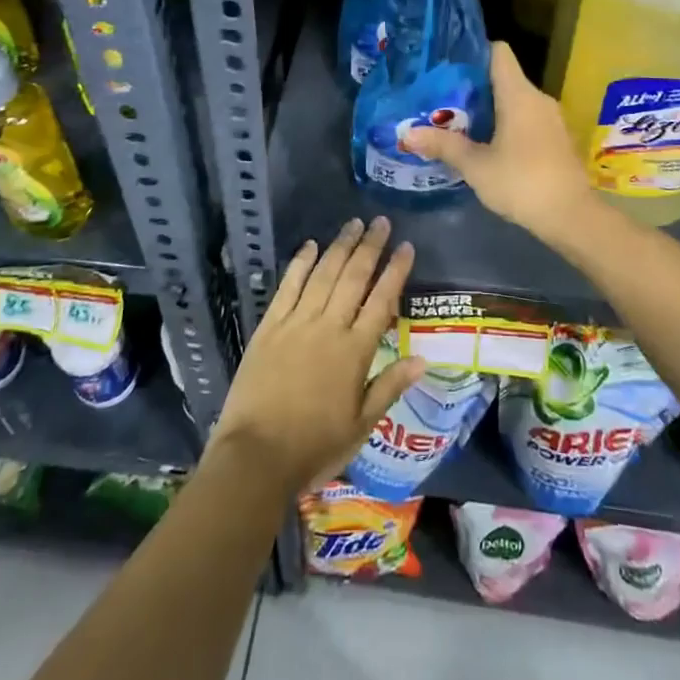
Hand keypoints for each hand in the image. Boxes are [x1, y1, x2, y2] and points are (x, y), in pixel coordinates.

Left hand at [208, 217, 423, 495]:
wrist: (256, 456)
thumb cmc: (314, 446)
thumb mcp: (361, 425)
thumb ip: (390, 387)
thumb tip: (423, 359)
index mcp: (355, 352)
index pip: (382, 301)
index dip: (395, 271)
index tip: (406, 246)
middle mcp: (328, 328)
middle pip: (354, 278)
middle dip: (370, 248)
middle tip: (381, 222)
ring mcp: (296, 323)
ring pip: (323, 275)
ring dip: (340, 247)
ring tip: (354, 224)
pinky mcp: (269, 327)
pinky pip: (288, 287)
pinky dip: (300, 264)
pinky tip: (310, 245)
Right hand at [401, 42, 594, 236]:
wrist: (572, 216)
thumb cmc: (521, 182)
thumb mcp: (476, 166)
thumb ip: (443, 145)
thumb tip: (407, 133)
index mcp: (518, 94)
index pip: (498, 52)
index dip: (474, 52)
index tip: (449, 64)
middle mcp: (538, 98)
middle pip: (504, 77)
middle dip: (474, 86)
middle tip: (443, 98)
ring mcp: (552, 118)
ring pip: (516, 100)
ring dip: (491, 108)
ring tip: (460, 121)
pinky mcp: (558, 138)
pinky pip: (528, 118)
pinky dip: (508, 123)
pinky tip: (488, 143)